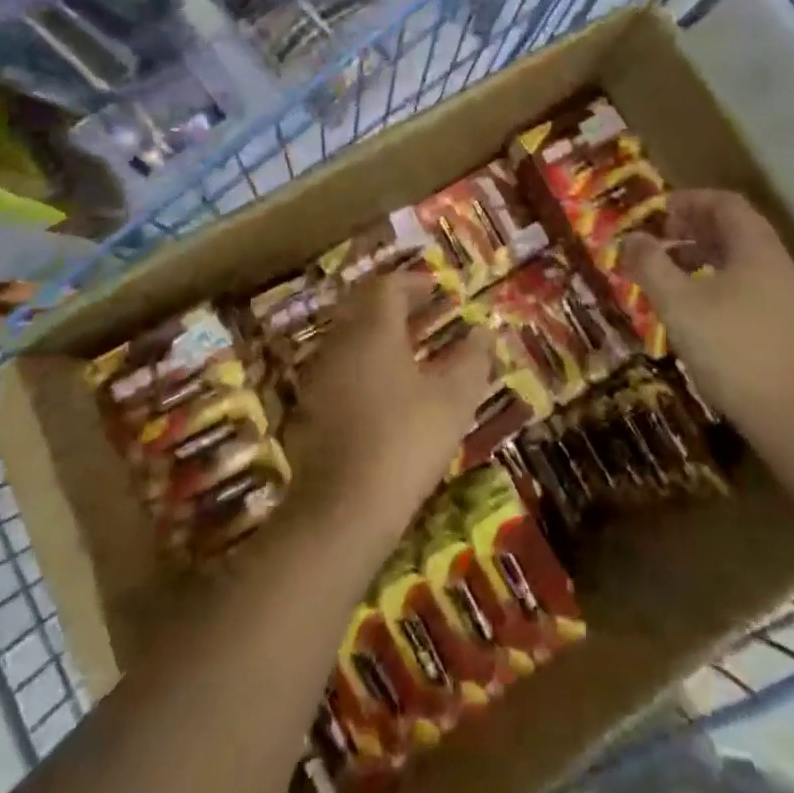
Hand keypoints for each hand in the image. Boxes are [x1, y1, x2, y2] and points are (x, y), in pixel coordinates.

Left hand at [284, 275, 494, 532]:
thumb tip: (484, 331)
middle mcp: (339, 343)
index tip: (438, 291)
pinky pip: (339, 371)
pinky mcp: (309, 410)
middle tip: (426, 316)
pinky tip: (384, 394)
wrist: (343, 509)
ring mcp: (318, 377)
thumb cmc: (406, 441)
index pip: (387, 286)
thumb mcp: (454, 399)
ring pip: (349, 340)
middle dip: (395, 307)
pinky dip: (363, 368)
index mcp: (373, 330)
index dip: (413, 283)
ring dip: (378, 337)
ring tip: (411, 353)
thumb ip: (472, 359)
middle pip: (363, 308)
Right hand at [622, 190, 793, 443]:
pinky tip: (692, 309)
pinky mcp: (781, 325)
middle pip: (732, 227)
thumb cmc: (734, 350)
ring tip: (666, 272)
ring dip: (699, 256)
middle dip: (691, 227)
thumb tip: (631, 237)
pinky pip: (742, 285)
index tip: (656, 213)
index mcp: (754, 246)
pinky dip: (712, 282)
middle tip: (656, 240)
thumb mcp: (680, 304)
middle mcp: (773, 262)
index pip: (724, 202)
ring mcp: (782, 295)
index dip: (688, 200)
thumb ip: (651, 265)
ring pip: (736, 259)